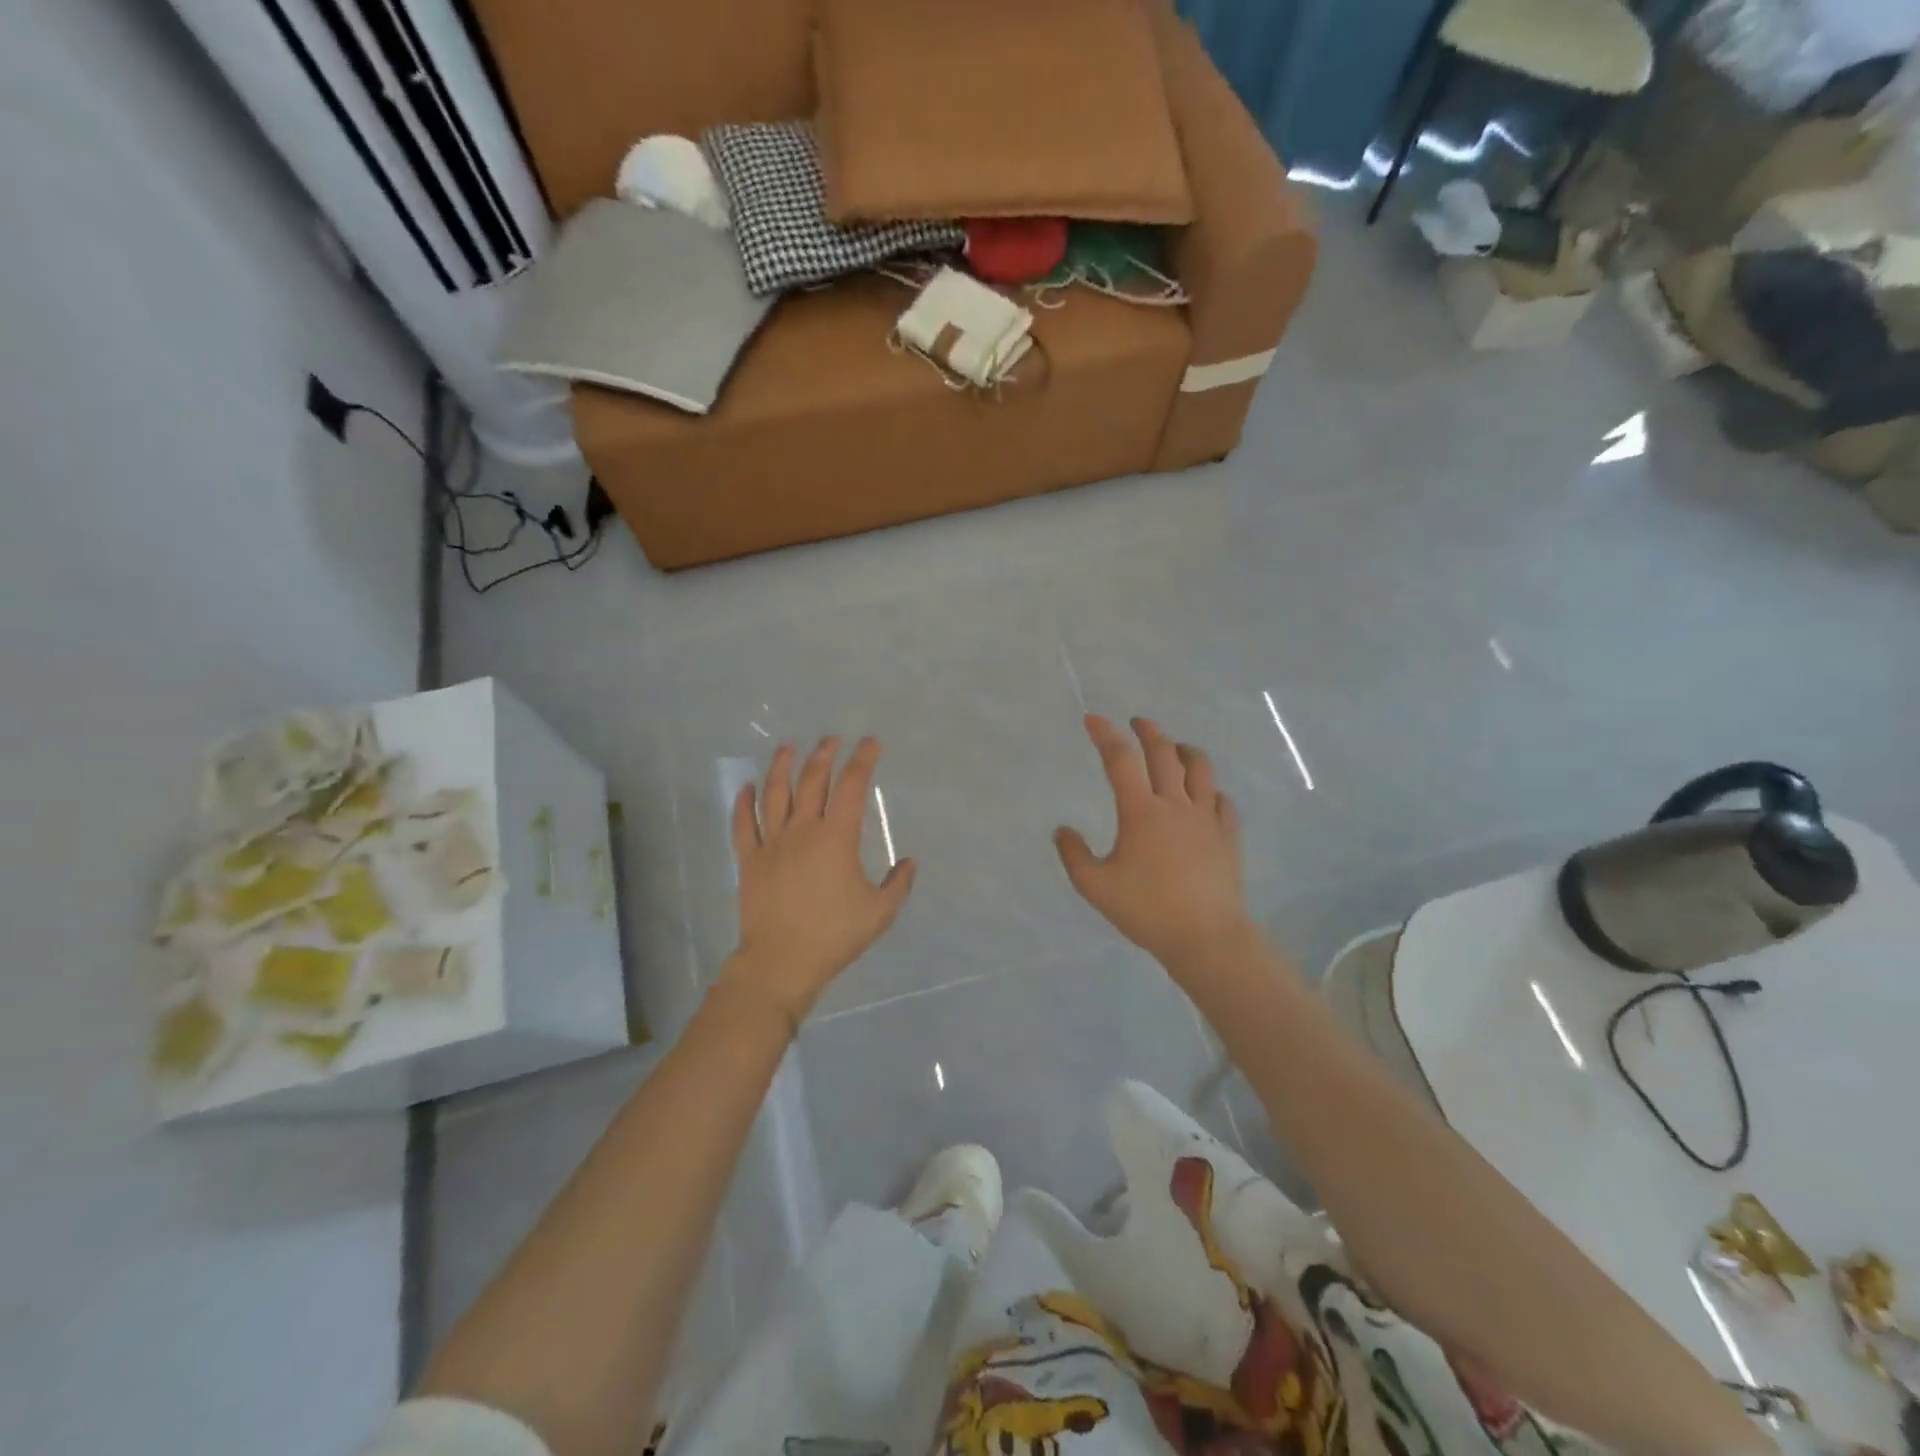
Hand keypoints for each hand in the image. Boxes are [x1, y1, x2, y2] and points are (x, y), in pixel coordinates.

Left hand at [723, 736, 915, 1026]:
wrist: (782, 962)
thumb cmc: (834, 935)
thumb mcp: (880, 912)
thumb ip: (899, 884)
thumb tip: (909, 862)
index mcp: (836, 837)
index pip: (851, 787)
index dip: (862, 760)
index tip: (870, 743)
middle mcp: (802, 830)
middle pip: (812, 781)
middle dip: (824, 754)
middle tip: (832, 738)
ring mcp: (771, 843)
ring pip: (775, 794)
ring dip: (782, 766)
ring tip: (788, 747)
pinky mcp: (749, 860)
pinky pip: (743, 824)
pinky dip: (744, 802)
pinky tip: (747, 786)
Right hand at [1055, 716, 1252, 973]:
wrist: (1206, 937)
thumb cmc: (1147, 910)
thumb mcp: (1095, 886)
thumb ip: (1074, 855)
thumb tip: (1063, 830)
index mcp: (1141, 812)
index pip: (1120, 760)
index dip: (1105, 734)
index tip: (1093, 719)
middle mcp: (1175, 804)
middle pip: (1164, 753)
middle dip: (1148, 731)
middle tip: (1137, 722)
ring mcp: (1207, 818)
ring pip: (1200, 768)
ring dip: (1184, 750)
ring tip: (1175, 748)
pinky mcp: (1228, 835)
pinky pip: (1222, 799)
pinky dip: (1209, 788)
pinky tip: (1205, 794)